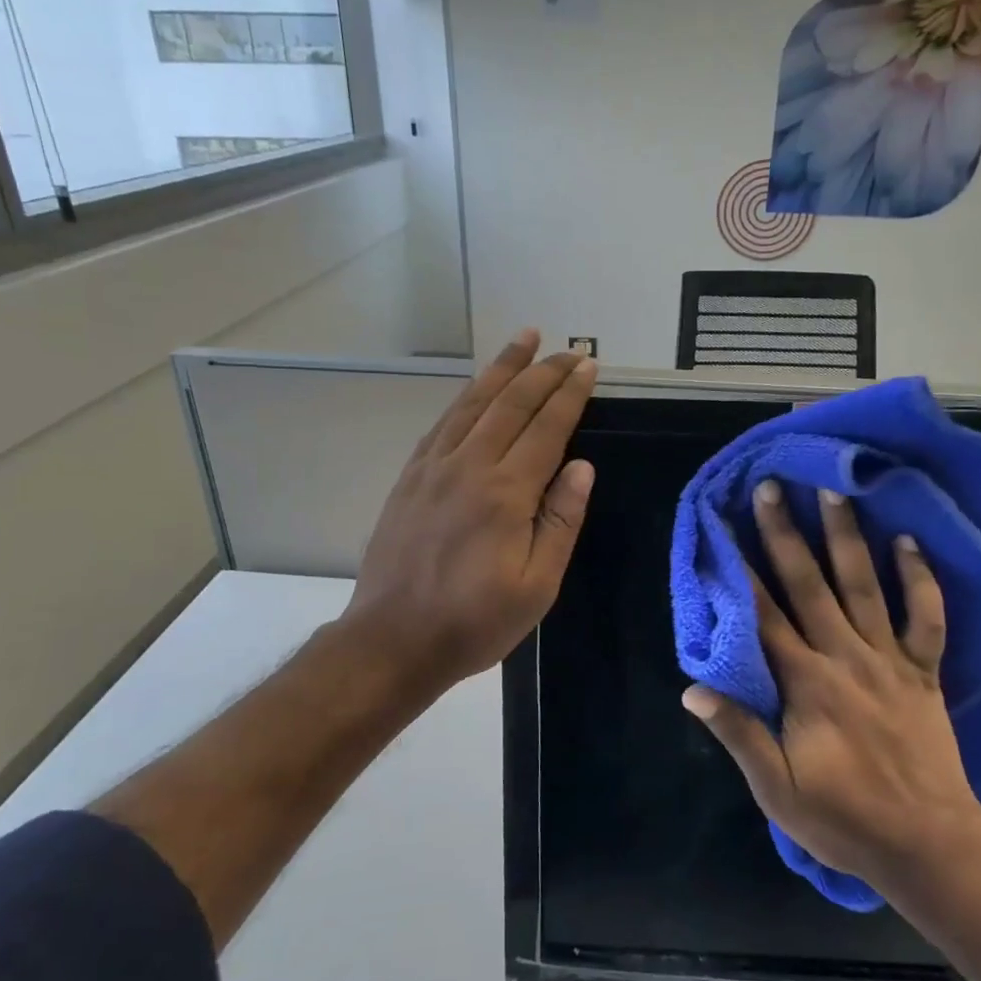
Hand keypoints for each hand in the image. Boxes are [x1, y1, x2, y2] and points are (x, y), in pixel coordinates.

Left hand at [338, 330, 597, 696]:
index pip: (546, 428)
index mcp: (506, 494)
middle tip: (566, 350)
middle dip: (543, 372)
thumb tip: (581, 467)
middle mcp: (469, 467)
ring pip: (472, 403)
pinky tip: (475, 388)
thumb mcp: (536, 586)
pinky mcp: (411, 478)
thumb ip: (560, 521)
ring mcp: (434, 468)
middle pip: (511, 404)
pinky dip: (465, 398)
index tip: (588, 366)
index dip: (570, 394)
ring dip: (501, 368)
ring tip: (523, 340)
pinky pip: (442, 423)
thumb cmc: (475, 621)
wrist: (393, 640)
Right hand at [683, 482, 980, 884]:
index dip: (742, 569)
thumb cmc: (844, 818)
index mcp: (805, 683)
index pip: (764, 615)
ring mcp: (889, 660)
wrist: (930, 845)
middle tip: (773, 487)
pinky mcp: (924, 671)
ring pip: (864, 586)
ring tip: (835, 492)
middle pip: (809, 585)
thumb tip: (692, 688)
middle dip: (786, 533)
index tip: (726, 527)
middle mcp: (845, 657)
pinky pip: (926, 618)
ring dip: (847, 537)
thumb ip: (738, 733)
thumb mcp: (777, 789)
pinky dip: (921, 579)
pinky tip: (909, 541)